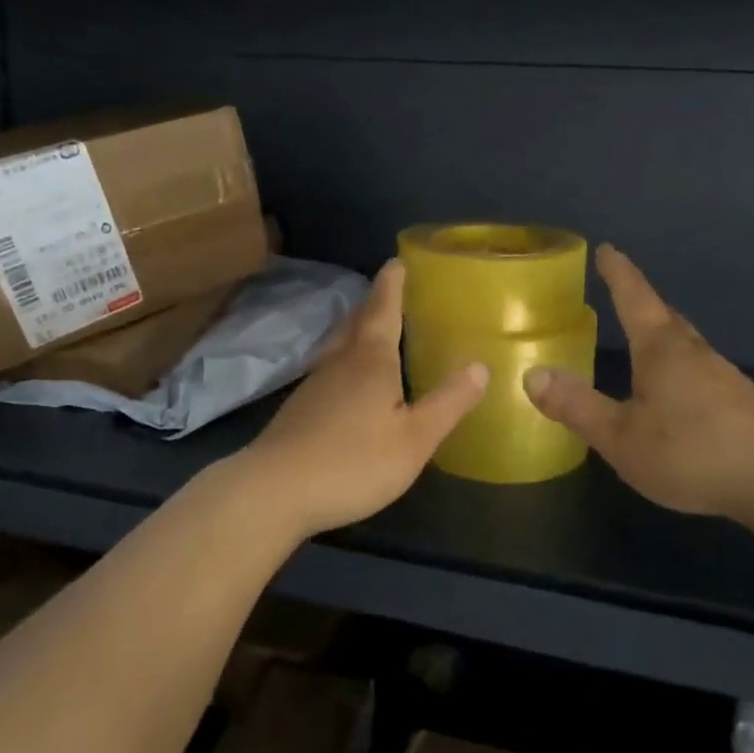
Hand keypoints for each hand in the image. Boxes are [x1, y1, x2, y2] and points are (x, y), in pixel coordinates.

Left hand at [240, 259, 487, 538]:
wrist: (273, 491)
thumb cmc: (353, 462)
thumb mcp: (414, 439)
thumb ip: (448, 403)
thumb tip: (480, 366)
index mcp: (371, 360)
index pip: (384, 309)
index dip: (392, 284)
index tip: (397, 261)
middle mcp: (340, 362)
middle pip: (357, 322)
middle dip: (374, 303)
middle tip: (390, 290)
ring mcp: (314, 384)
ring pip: (339, 345)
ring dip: (356, 329)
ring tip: (372, 327)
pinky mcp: (299, 409)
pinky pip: (329, 369)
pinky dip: (345, 360)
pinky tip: (348, 379)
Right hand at [524, 245, 753, 520]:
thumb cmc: (694, 453)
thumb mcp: (622, 437)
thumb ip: (577, 407)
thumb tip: (532, 375)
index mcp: (662, 350)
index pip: (634, 298)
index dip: (618, 273)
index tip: (608, 248)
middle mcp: (694, 352)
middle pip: (665, 316)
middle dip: (643, 301)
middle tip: (625, 290)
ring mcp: (724, 376)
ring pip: (686, 343)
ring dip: (664, 333)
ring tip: (647, 339)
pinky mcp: (742, 403)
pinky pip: (701, 370)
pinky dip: (682, 366)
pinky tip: (680, 391)